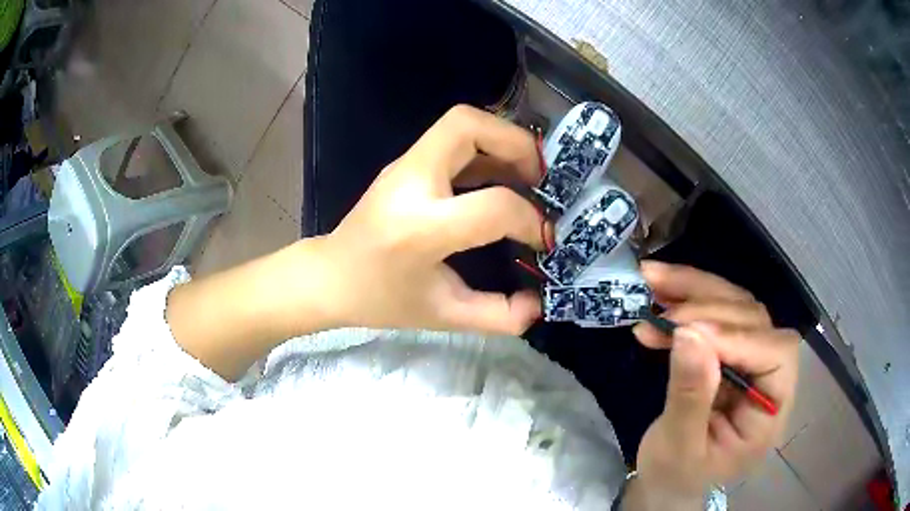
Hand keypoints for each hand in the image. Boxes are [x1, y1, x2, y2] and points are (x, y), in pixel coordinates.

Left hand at [318, 105, 545, 334]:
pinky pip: (452, 140)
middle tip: (541, 178)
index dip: (530, 220)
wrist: (331, 277)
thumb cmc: (381, 300)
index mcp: (420, 229)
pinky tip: (502, 178)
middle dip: (516, 143)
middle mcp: (410, 183)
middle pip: (467, 126)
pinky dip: (486, 150)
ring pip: (460, 123)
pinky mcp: (405, 164)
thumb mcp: (443, 316)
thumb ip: (497, 316)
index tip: (543, 239)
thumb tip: (539, 305)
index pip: (493, 206)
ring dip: (502, 141)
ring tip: (528, 176)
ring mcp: (403, 166)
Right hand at [627, 262, 798, 506]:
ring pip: (735, 306)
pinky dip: (686, 303)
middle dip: (708, 308)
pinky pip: (714, 314)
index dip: (738, 337)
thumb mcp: (679, 447)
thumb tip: (689, 335)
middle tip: (661, 312)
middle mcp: (770, 377)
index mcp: (771, 412)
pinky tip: (658, 303)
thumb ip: (690, 396)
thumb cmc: (677, 475)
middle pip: (755, 320)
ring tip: (652, 282)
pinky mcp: (730, 350)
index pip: (775, 355)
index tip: (687, 331)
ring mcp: (751, 359)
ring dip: (694, 291)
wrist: (668, 480)